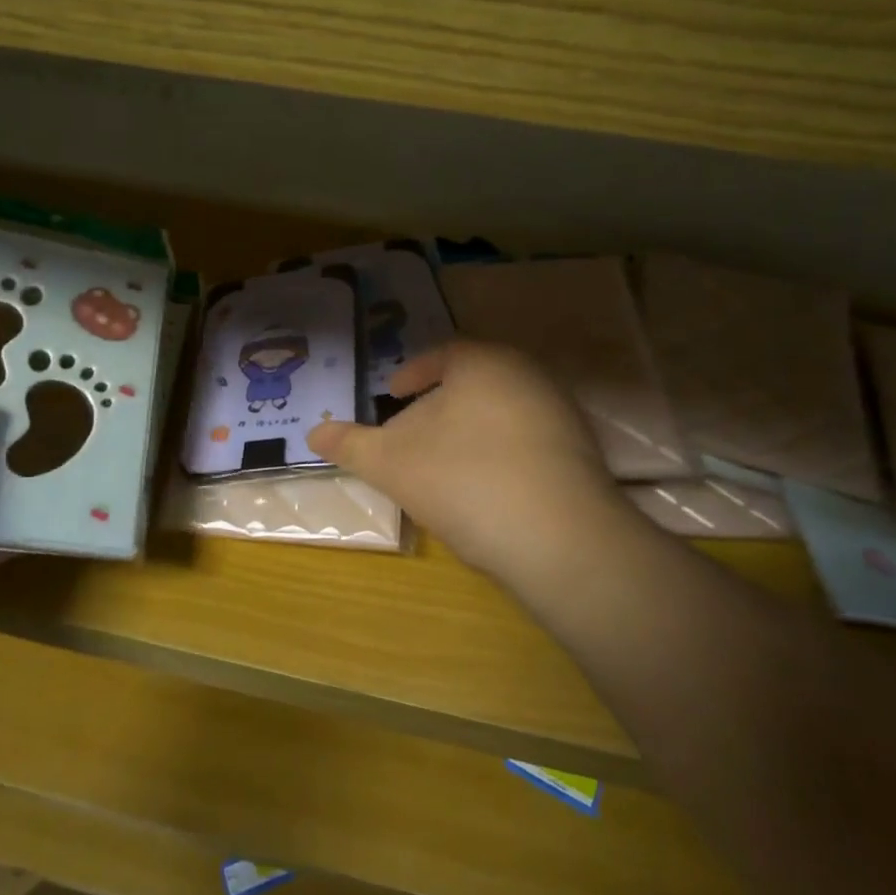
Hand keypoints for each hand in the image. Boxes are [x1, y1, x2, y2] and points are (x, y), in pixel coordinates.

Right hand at [307, 340, 627, 585]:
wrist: (560, 540)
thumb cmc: (463, 481)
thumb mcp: (391, 464)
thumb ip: (350, 445)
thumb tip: (312, 434)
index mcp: (484, 362)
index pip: (443, 354)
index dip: (413, 373)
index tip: (393, 395)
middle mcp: (529, 375)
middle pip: (472, 384)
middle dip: (438, 407)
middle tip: (411, 435)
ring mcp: (561, 414)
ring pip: (500, 413)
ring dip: (469, 433)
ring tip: (443, 467)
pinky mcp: (582, 455)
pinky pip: (528, 443)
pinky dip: (499, 455)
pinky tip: (485, 491)